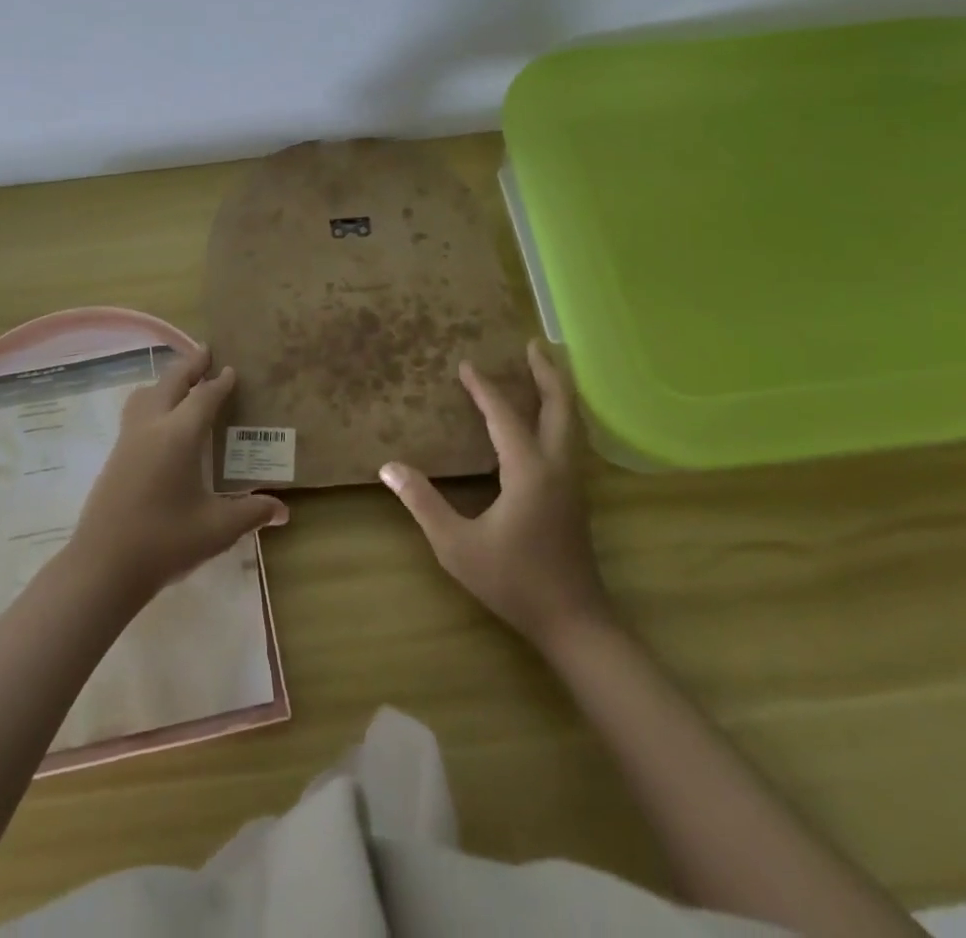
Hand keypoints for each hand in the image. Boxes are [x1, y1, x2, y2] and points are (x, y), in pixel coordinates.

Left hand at [71, 345, 288, 601]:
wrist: (102, 567)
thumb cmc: (165, 542)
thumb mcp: (217, 529)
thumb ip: (251, 513)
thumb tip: (283, 511)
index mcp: (178, 435)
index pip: (204, 397)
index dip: (220, 383)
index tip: (231, 369)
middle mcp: (151, 427)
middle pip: (170, 383)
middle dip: (190, 366)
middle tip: (206, 352)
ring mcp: (127, 440)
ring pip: (146, 394)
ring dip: (166, 382)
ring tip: (181, 382)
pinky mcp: (114, 456)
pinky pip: (135, 412)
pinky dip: (152, 400)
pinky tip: (160, 422)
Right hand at [381, 339, 610, 652]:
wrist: (574, 622)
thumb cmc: (514, 582)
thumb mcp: (457, 546)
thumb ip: (423, 503)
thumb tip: (388, 467)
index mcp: (529, 471)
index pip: (505, 416)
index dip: (484, 389)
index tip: (466, 364)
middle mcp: (557, 467)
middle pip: (560, 406)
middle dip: (547, 372)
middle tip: (532, 343)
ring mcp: (573, 481)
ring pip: (572, 422)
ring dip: (557, 391)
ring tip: (543, 369)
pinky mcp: (576, 495)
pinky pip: (570, 439)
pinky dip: (559, 414)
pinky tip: (545, 420)